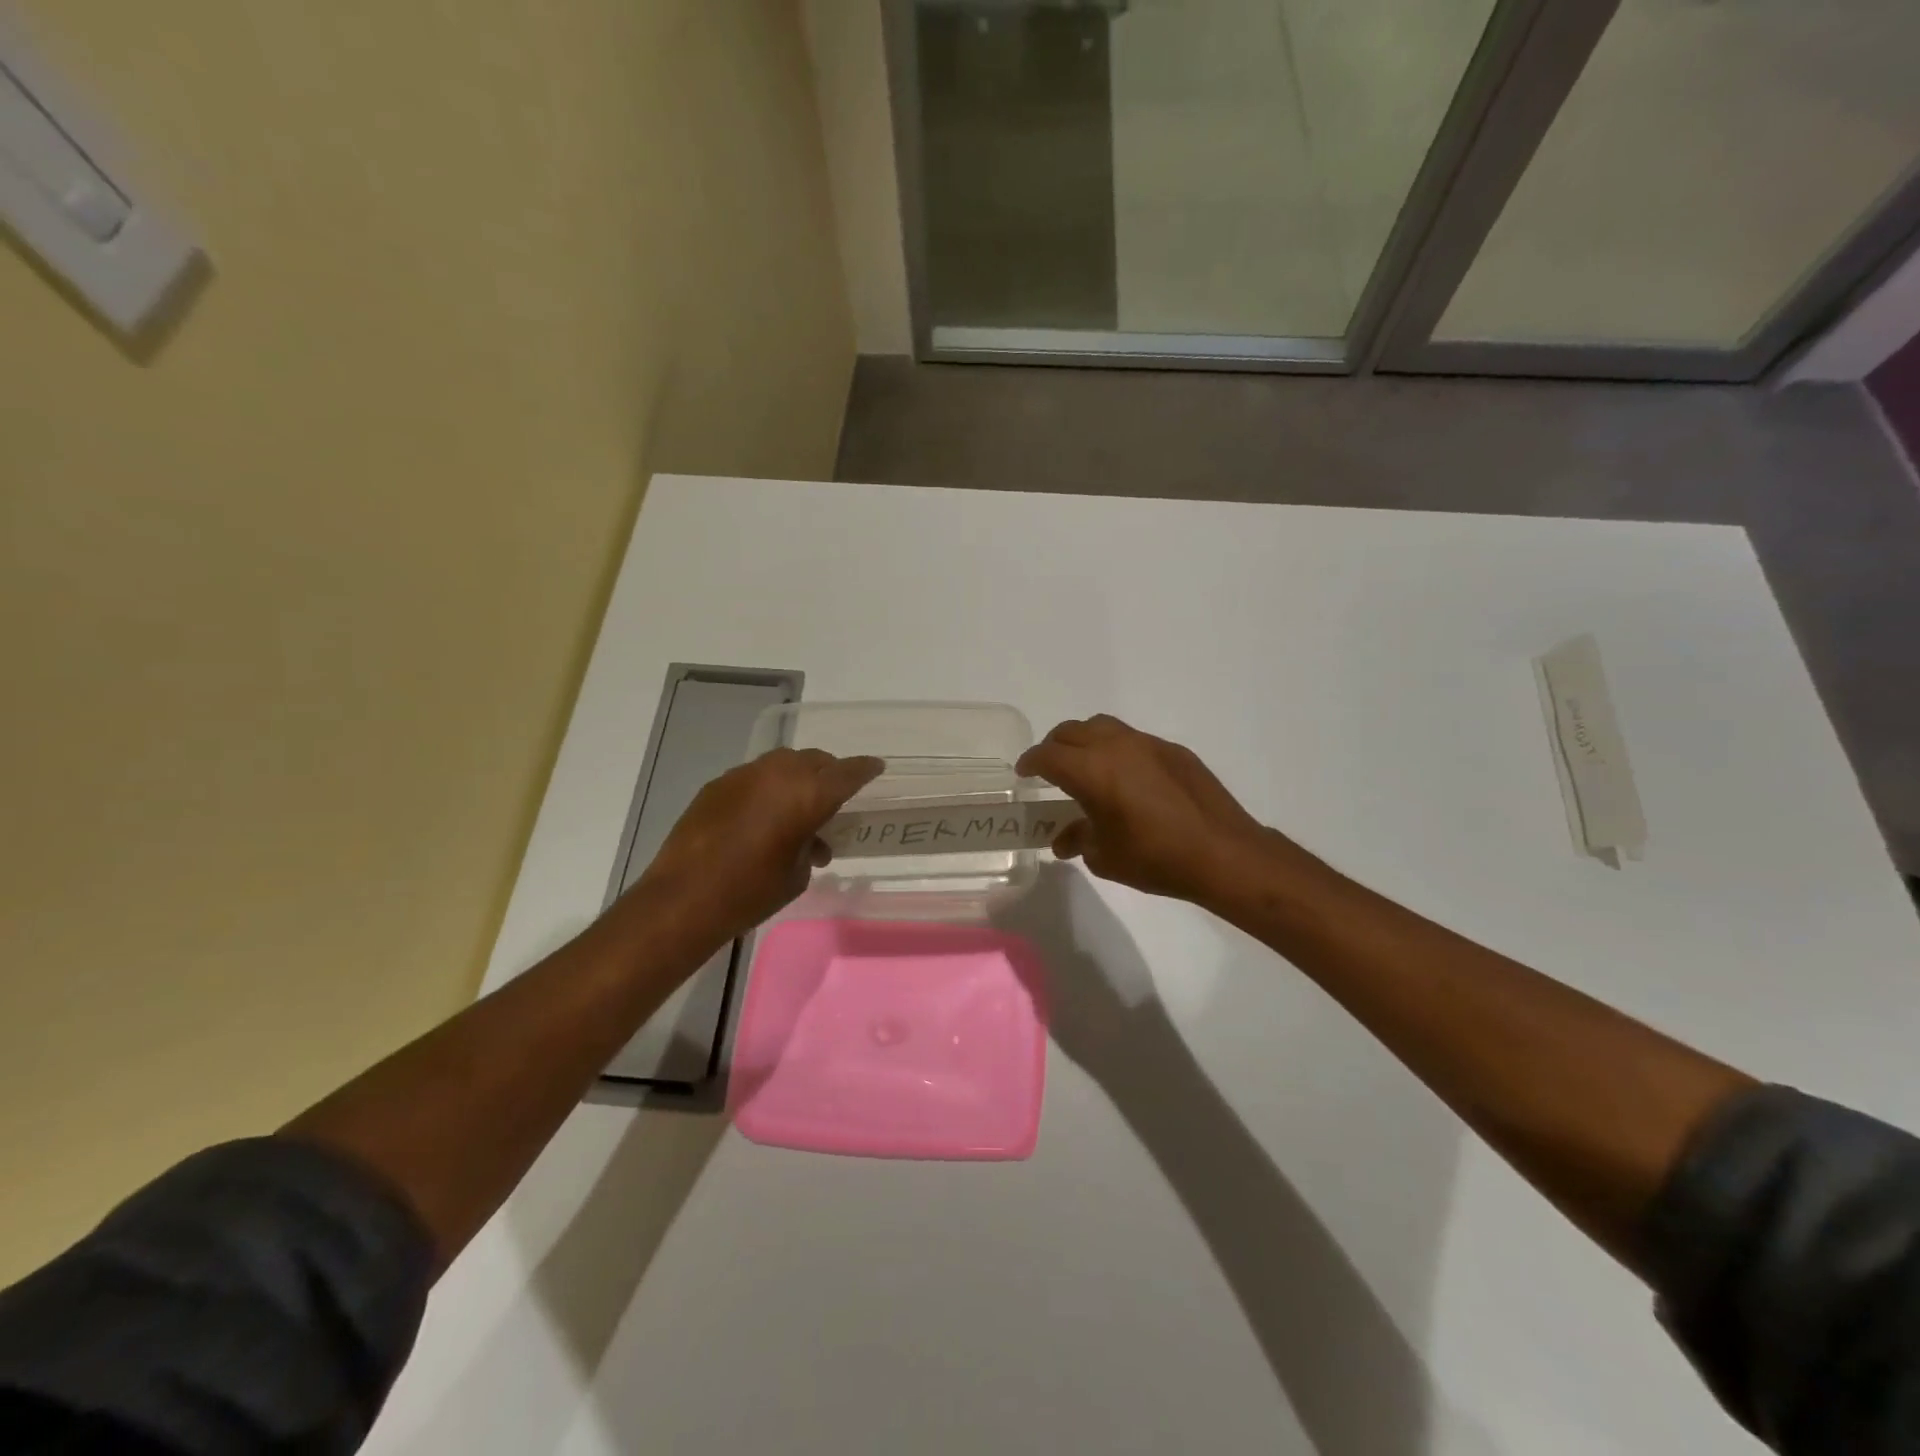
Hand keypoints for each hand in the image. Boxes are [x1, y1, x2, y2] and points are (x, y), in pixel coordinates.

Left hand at [627, 748, 882, 955]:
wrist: (683, 899)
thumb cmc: (751, 892)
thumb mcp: (797, 875)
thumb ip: (811, 846)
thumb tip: (809, 840)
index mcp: (807, 794)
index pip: (848, 773)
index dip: (865, 770)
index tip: (876, 768)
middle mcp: (778, 774)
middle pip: (815, 761)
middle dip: (829, 774)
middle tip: (834, 798)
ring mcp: (744, 775)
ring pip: (783, 764)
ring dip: (797, 780)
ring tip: (796, 811)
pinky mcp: (717, 785)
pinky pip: (755, 777)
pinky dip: (767, 789)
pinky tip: (761, 817)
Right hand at [1017, 715, 1283, 905]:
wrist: (1222, 853)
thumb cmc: (1154, 857)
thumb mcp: (1105, 857)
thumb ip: (1078, 839)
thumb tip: (1064, 839)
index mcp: (1091, 770)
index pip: (1047, 756)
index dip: (1030, 762)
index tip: (1024, 773)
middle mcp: (1116, 746)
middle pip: (1072, 732)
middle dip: (1055, 747)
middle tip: (1050, 769)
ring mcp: (1148, 744)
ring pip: (1103, 727)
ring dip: (1086, 741)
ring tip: (1086, 766)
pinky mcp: (1174, 751)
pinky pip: (1134, 740)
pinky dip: (1118, 751)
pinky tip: (1128, 779)